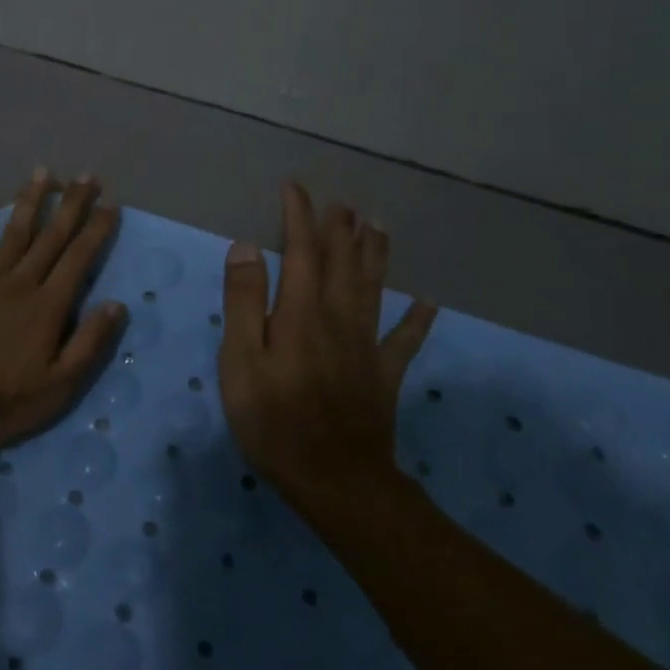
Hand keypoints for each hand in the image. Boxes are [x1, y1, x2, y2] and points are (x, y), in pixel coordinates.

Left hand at [0, 168, 126, 449]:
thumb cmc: (0, 400)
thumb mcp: (58, 386)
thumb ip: (88, 344)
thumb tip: (117, 304)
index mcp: (47, 306)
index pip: (79, 259)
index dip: (97, 230)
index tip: (111, 203)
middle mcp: (20, 282)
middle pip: (50, 237)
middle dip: (71, 204)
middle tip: (86, 175)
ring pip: (13, 232)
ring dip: (30, 201)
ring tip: (43, 173)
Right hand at [218, 182, 437, 497]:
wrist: (336, 481)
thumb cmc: (275, 421)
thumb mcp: (240, 361)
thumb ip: (244, 302)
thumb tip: (247, 247)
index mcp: (301, 312)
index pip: (301, 251)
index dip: (298, 217)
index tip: (295, 188)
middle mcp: (338, 318)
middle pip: (342, 263)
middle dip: (340, 228)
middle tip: (341, 202)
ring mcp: (366, 347)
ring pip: (374, 288)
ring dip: (376, 255)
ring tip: (379, 226)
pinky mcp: (383, 376)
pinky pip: (404, 341)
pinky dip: (417, 320)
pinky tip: (429, 304)